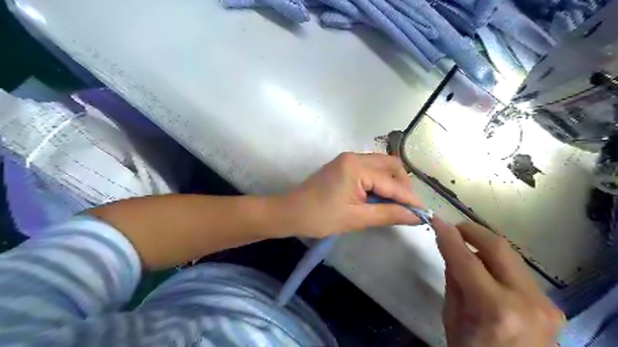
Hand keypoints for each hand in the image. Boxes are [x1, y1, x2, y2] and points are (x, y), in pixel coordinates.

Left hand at [280, 151, 419, 238]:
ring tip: (395, 205)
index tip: (424, 214)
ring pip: (381, 166)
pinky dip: (379, 182)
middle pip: (390, 165)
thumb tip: (416, 216)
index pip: (392, 182)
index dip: (409, 199)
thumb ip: (388, 214)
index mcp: (356, 167)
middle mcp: (354, 157)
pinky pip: (370, 169)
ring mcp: (347, 159)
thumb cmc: (320, 217)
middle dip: (402, 186)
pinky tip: (380, 197)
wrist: (290, 213)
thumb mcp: (356, 218)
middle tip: (406, 208)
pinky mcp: (343, 166)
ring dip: (391, 183)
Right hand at [431, 219, 562, 345]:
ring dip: (484, 245)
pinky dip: (497, 262)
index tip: (436, 220)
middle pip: (498, 247)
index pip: (466, 259)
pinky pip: (518, 272)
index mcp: (495, 309)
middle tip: (453, 229)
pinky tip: (484, 267)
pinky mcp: (551, 305)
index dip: (448, 236)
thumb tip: (452, 251)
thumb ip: (453, 280)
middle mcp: (526, 301)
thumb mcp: (452, 318)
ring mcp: (544, 303)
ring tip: (465, 246)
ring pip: (511, 256)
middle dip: (472, 231)